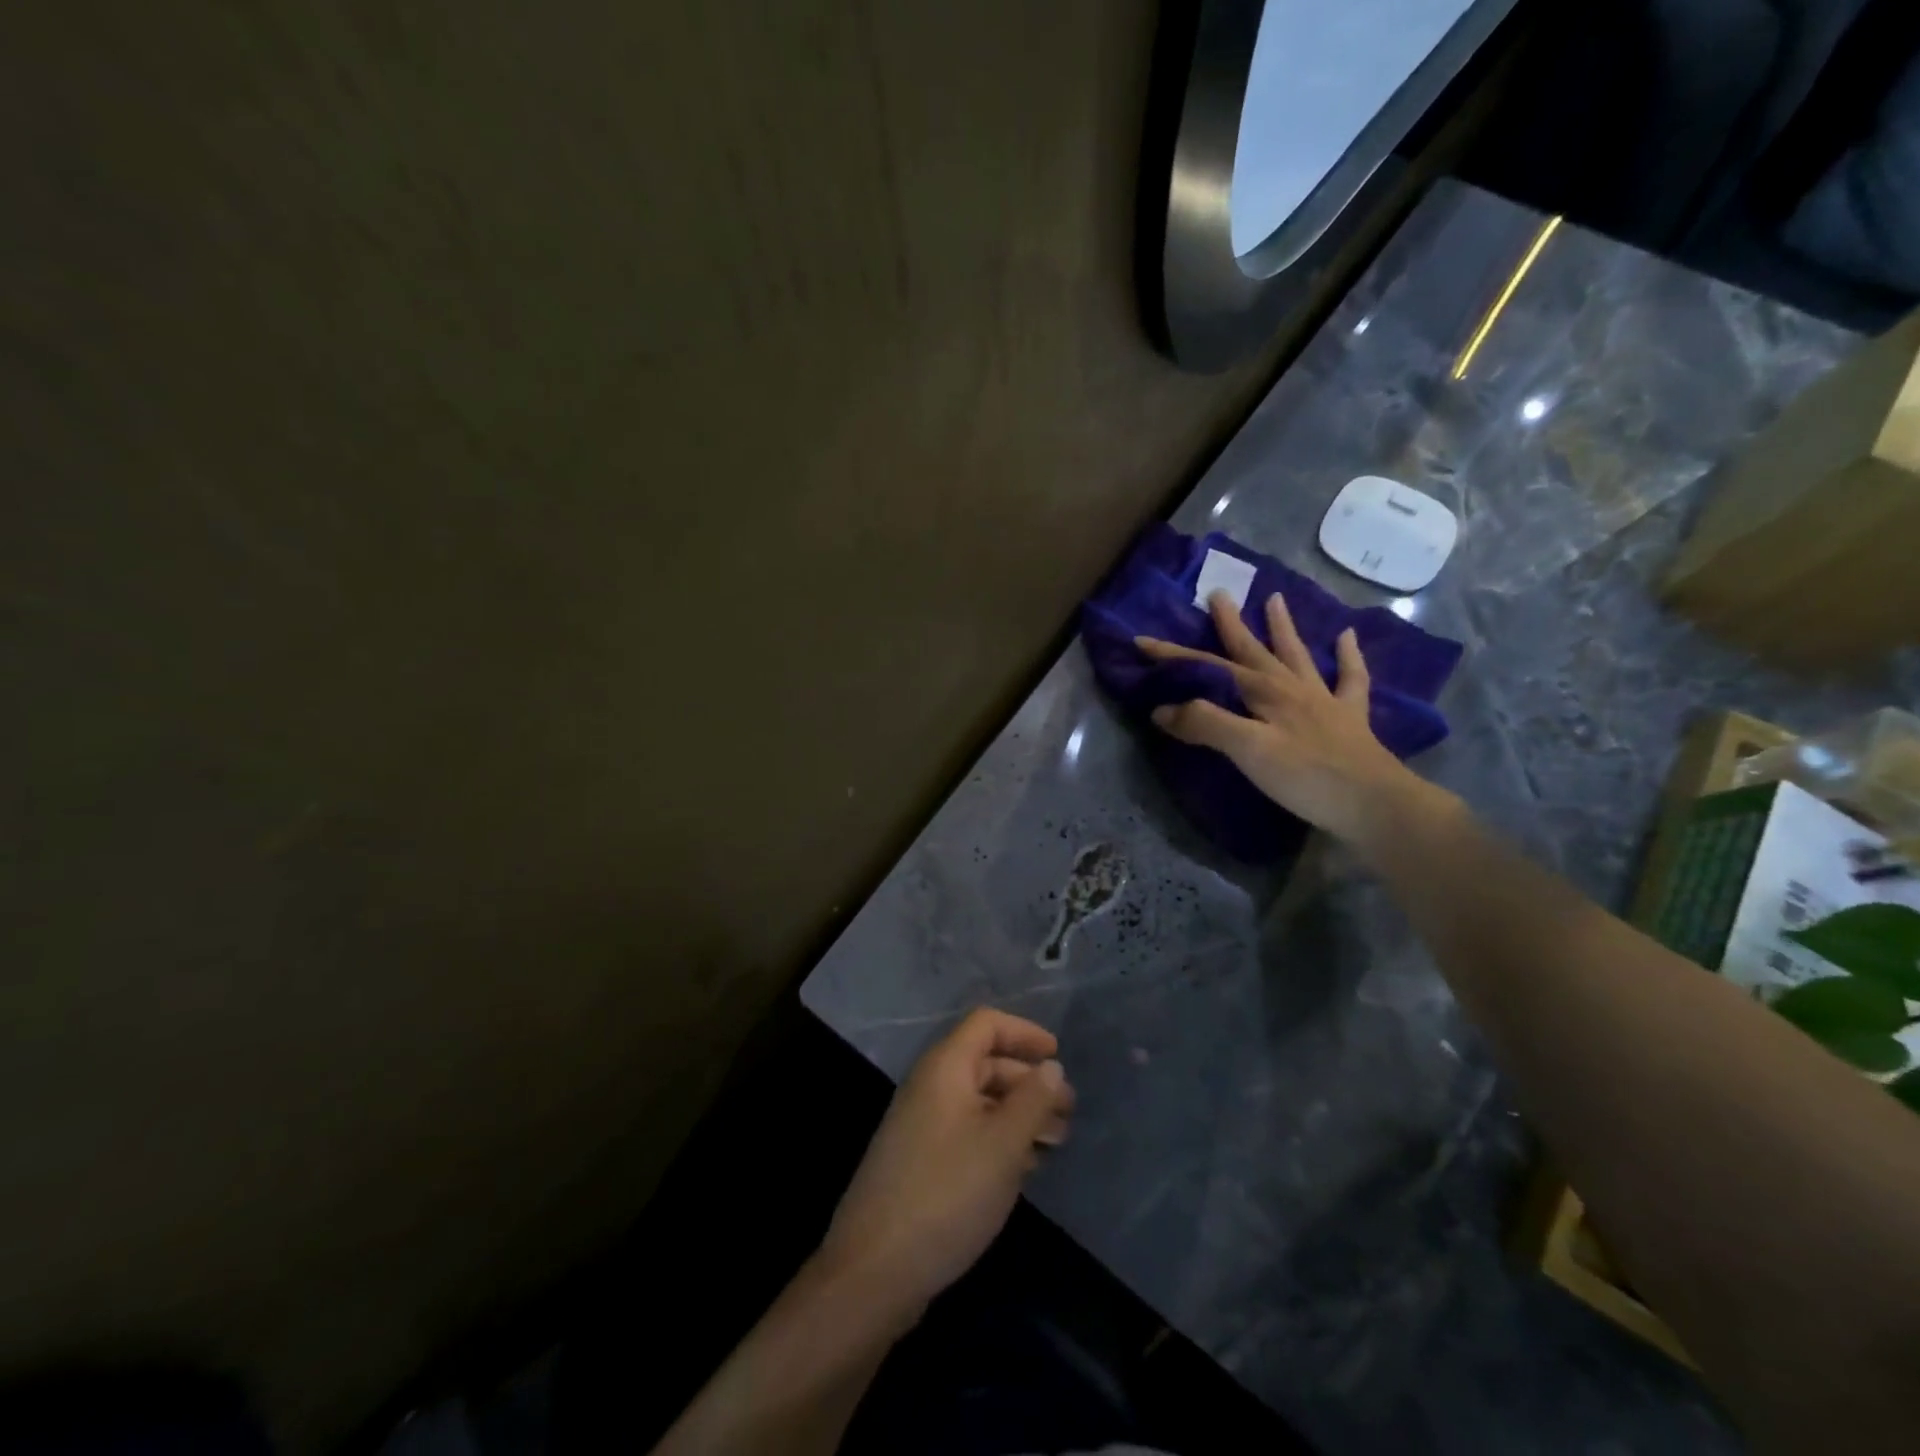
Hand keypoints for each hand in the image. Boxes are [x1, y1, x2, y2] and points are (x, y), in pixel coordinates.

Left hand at [814, 1008, 1073, 1325]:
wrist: (876, 1268)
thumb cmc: (948, 1192)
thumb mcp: (1003, 1145)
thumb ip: (1033, 1100)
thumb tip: (1051, 1066)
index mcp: (945, 1067)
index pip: (986, 1024)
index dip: (1024, 1033)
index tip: (1058, 1056)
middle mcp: (930, 1086)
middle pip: (986, 1063)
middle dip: (1030, 1082)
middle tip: (1068, 1113)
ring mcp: (922, 1124)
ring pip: (980, 1101)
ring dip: (1019, 1114)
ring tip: (1056, 1143)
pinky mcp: (921, 1161)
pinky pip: (968, 1131)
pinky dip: (999, 1139)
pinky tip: (1025, 1168)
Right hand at [1136, 591, 1446, 844]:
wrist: (1374, 805)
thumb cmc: (1305, 777)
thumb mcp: (1247, 750)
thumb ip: (1206, 724)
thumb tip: (1163, 709)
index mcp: (1264, 693)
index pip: (1209, 668)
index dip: (1174, 656)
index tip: (1142, 641)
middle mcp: (1292, 688)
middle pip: (1254, 651)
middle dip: (1231, 625)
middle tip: (1218, 595)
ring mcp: (1324, 700)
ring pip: (1298, 656)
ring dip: (1284, 628)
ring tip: (1276, 599)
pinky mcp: (1349, 720)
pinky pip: (1350, 679)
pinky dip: (1348, 656)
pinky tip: (1347, 637)